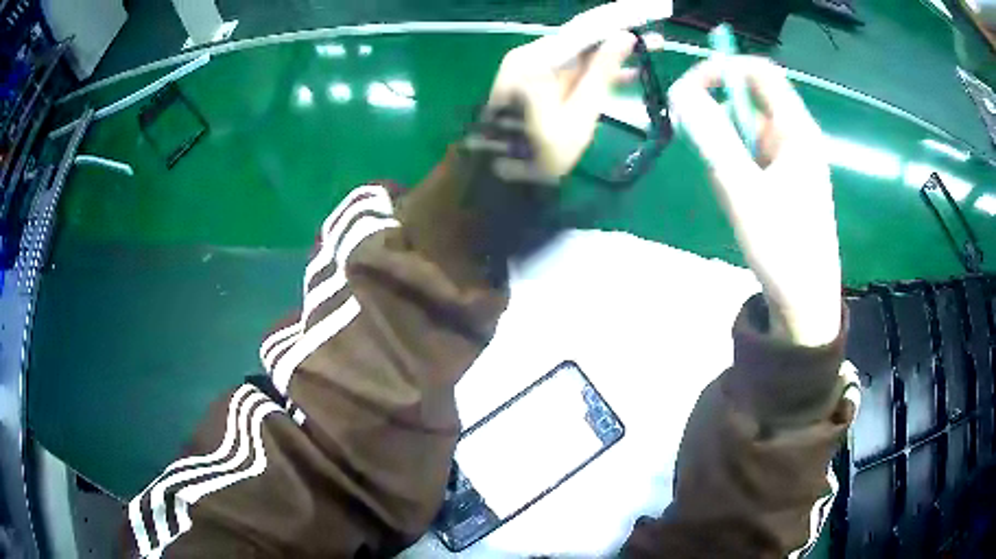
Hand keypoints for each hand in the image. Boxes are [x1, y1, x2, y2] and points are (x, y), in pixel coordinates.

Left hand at [488, 1, 671, 176]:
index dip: (616, 27)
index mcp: (536, 60)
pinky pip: (569, 70)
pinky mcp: (534, 80)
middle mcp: (530, 55)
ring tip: (649, 55)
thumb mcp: (580, 113)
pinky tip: (626, 74)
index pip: (583, 33)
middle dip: (618, 42)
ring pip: (578, 56)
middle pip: (581, 42)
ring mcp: (529, 67)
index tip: (644, 21)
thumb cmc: (542, 152)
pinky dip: (593, 73)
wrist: (503, 179)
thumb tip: (625, 38)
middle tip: (655, 42)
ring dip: (611, 58)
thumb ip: (602, 73)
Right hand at [669, 56, 841, 346]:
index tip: (688, 88)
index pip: (759, 72)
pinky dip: (737, 170)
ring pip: (748, 133)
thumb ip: (713, 138)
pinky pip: (753, 158)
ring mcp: (793, 161)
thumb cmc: (782, 248)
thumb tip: (680, 91)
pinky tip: (741, 203)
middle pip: (751, 102)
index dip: (723, 68)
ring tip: (733, 195)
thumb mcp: (743, 191)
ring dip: (728, 151)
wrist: (806, 303)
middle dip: (720, 119)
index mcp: (797, 131)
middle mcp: (797, 138)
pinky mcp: (787, 182)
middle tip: (708, 157)